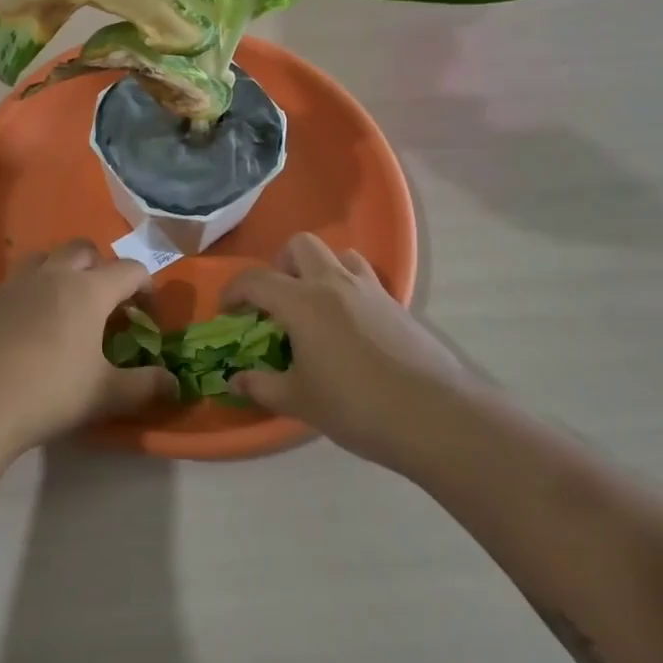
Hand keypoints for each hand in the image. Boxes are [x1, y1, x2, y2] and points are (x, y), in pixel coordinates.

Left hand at [0, 241, 174, 453]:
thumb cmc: (48, 393)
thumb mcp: (104, 395)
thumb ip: (144, 386)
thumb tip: (175, 384)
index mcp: (88, 290)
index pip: (129, 270)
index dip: (145, 287)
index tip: (147, 314)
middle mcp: (52, 276)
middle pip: (83, 249)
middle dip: (101, 267)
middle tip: (104, 303)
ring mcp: (13, 285)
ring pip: (44, 259)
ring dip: (61, 271)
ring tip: (63, 307)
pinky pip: (14, 285)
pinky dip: (29, 295)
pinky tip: (25, 331)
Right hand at [226, 233, 495, 471]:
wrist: (435, 416)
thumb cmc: (356, 407)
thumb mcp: (300, 401)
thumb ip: (262, 386)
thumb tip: (235, 381)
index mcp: (302, 302)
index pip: (256, 279)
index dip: (234, 290)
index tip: (227, 311)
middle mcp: (334, 284)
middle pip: (301, 245)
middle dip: (280, 263)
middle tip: (276, 299)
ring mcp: (371, 290)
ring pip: (339, 255)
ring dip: (319, 270)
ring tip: (315, 307)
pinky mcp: (398, 305)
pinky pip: (366, 280)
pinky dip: (349, 289)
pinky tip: (350, 328)